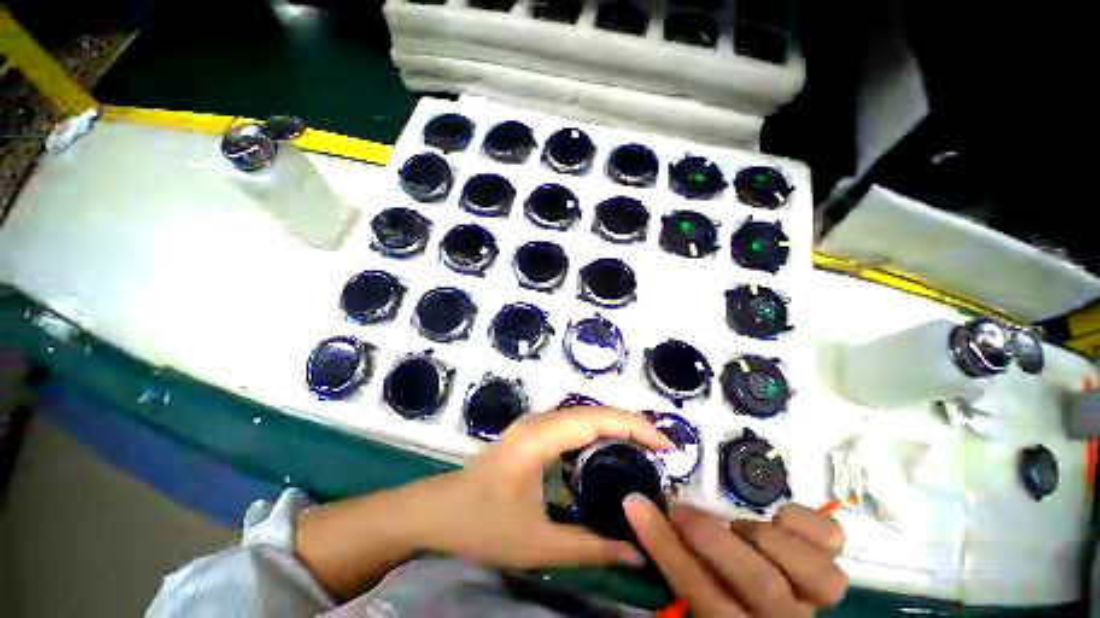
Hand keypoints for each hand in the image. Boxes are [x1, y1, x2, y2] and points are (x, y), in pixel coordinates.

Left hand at [413, 407, 673, 569]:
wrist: (435, 510)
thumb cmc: (481, 525)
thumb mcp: (538, 543)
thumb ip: (591, 548)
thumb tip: (637, 553)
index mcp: (541, 437)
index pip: (597, 419)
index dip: (635, 427)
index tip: (667, 446)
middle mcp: (540, 421)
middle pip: (594, 411)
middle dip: (631, 425)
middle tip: (662, 451)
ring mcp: (534, 423)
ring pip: (584, 413)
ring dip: (615, 426)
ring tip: (644, 449)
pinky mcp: (532, 431)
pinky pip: (573, 422)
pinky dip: (598, 431)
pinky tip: (609, 450)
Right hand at [625, 496, 847, 616]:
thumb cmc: (723, 607)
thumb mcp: (691, 602)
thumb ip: (673, 570)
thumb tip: (639, 515)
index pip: (701, 594)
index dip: (666, 547)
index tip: (637, 506)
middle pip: (758, 583)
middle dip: (709, 536)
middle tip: (680, 510)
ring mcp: (815, 599)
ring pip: (812, 574)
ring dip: (765, 538)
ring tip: (738, 527)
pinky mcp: (830, 570)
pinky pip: (833, 543)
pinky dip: (808, 523)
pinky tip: (781, 519)